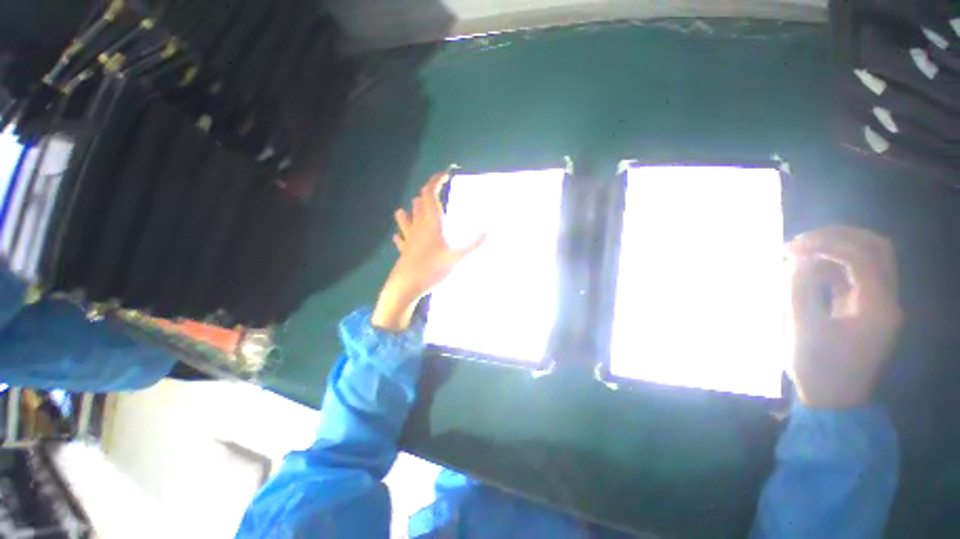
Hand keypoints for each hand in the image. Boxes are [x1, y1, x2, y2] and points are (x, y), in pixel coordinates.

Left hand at [372, 173, 485, 331]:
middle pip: (420, 202)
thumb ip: (475, 243)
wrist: (406, 287)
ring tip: (417, 207)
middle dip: (428, 193)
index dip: (435, 181)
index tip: (444, 174)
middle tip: (437, 192)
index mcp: (432, 223)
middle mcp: (418, 226)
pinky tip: (401, 235)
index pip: (430, 193)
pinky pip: (401, 237)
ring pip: (407, 216)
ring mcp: (409, 238)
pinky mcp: (403, 250)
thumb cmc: (433, 269)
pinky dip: (402, 232)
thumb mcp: (458, 257)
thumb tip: (491, 230)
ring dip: (412, 210)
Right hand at [787, 226, 902, 408]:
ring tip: (803, 250)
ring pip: (870, 258)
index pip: (862, 259)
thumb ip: (799, 290)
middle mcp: (887, 300)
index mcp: (877, 308)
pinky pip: (857, 274)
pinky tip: (809, 267)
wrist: (833, 399)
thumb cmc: (817, 368)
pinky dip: (834, 264)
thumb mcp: (801, 329)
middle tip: (804, 240)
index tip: (794, 247)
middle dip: (840, 237)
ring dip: (838, 247)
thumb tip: (795, 259)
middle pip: (877, 249)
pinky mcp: (866, 308)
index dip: (828, 245)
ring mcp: (879, 304)